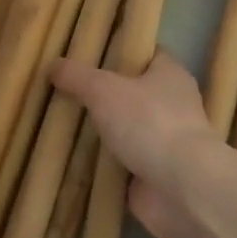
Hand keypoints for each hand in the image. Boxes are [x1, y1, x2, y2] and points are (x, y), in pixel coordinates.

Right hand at [48, 51, 224, 237]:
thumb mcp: (104, 89)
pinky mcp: (157, 173)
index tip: (89, 53)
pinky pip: (125, 162)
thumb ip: (78, 76)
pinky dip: (105, 163)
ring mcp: (166, 141)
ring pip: (128, 128)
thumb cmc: (149, 123)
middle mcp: (173, 104)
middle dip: (105, 93)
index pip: (146, 53)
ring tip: (65, 124)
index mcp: (170, 74)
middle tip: (67, 90)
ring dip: (104, 131)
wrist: (182, 187)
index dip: (120, 50)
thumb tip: (54, 65)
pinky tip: (76, 160)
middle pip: (134, 92)